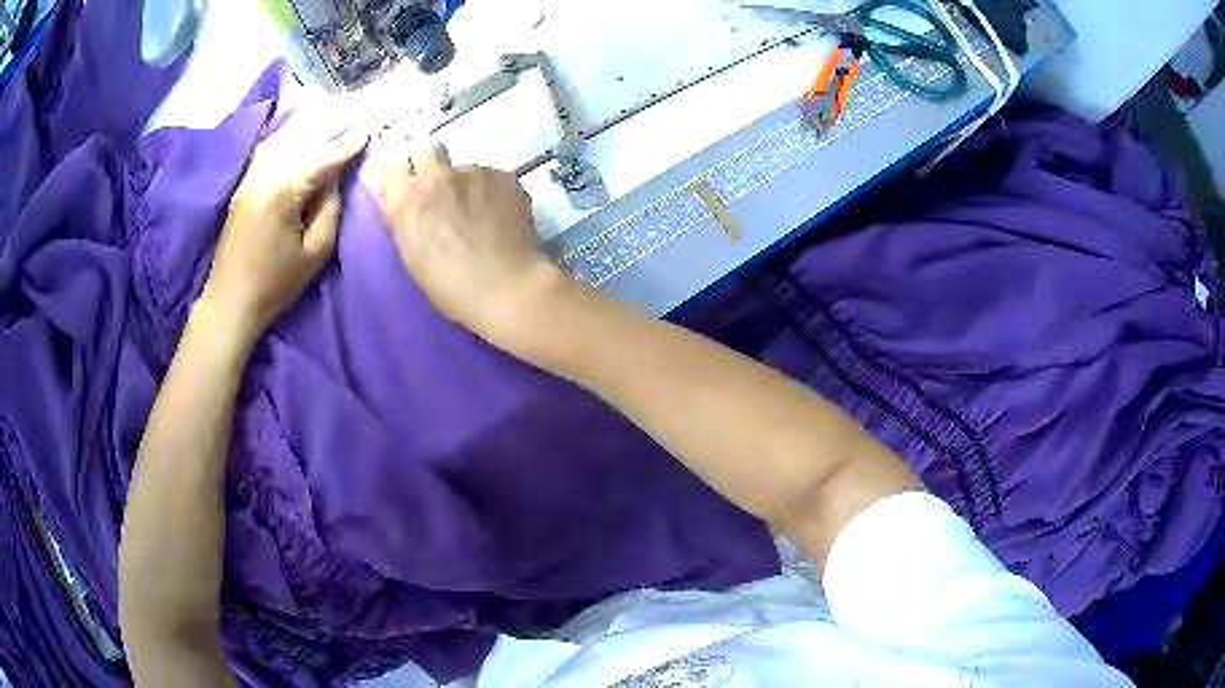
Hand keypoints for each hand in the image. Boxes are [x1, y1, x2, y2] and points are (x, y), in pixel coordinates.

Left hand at [200, 104, 367, 344]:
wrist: (229, 301)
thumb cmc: (275, 284)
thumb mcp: (316, 253)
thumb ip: (330, 210)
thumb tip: (335, 179)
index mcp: (284, 192)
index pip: (321, 159)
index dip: (346, 146)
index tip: (367, 132)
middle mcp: (264, 175)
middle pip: (301, 140)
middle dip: (328, 125)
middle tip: (353, 113)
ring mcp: (250, 178)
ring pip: (282, 139)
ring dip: (307, 126)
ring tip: (330, 116)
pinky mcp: (242, 185)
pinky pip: (267, 149)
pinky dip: (286, 136)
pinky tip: (298, 133)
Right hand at [374, 142, 564, 343]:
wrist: (507, 287)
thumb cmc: (452, 287)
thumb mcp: (412, 254)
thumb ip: (409, 219)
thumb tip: (415, 204)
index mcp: (405, 201)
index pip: (390, 163)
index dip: (401, 172)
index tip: (408, 184)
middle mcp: (435, 177)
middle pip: (427, 151)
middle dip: (432, 165)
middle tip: (444, 192)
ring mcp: (471, 171)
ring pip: (464, 168)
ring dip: (467, 184)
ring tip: (482, 213)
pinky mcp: (503, 174)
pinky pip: (491, 177)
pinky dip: (493, 192)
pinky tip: (502, 217)